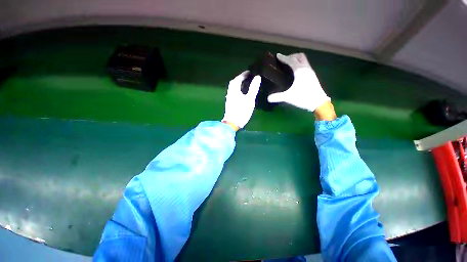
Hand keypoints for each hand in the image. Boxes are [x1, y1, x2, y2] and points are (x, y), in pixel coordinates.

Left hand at [222, 71, 260, 129]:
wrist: (232, 123)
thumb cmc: (242, 111)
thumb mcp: (250, 99)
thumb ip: (253, 88)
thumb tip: (257, 77)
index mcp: (234, 90)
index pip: (237, 79)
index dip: (243, 74)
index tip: (249, 72)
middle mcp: (230, 93)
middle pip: (233, 83)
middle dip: (239, 78)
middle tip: (247, 77)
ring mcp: (229, 99)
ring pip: (233, 88)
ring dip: (238, 84)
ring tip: (245, 84)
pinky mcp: (230, 103)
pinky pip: (233, 93)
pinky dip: (237, 90)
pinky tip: (242, 93)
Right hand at [267, 53, 329, 111]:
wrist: (318, 102)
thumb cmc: (303, 97)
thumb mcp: (289, 97)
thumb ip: (278, 97)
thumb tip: (268, 98)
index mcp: (300, 71)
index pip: (291, 60)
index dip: (284, 57)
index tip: (278, 55)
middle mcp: (306, 68)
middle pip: (299, 56)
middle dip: (291, 56)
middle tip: (284, 60)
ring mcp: (310, 71)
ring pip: (304, 60)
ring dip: (296, 59)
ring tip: (289, 65)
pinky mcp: (312, 76)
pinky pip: (305, 65)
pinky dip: (299, 64)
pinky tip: (296, 72)